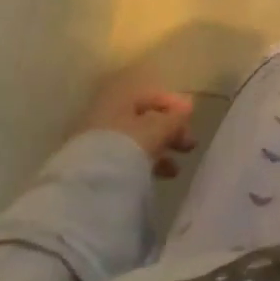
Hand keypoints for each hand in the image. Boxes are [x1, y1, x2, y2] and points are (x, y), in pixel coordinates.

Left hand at [78, 71, 197, 178]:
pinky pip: (125, 157)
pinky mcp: (94, 165)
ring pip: (136, 140)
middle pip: (144, 118)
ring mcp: (98, 140)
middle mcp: (107, 113)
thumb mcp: (157, 128)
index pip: (150, 93)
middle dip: (169, 131)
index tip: (191, 118)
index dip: (173, 103)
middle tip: (189, 145)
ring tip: (175, 170)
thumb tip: (188, 107)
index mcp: (119, 96)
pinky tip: (156, 178)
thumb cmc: (127, 145)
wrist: (88, 186)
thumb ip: (174, 117)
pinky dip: (143, 164)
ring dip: (159, 151)